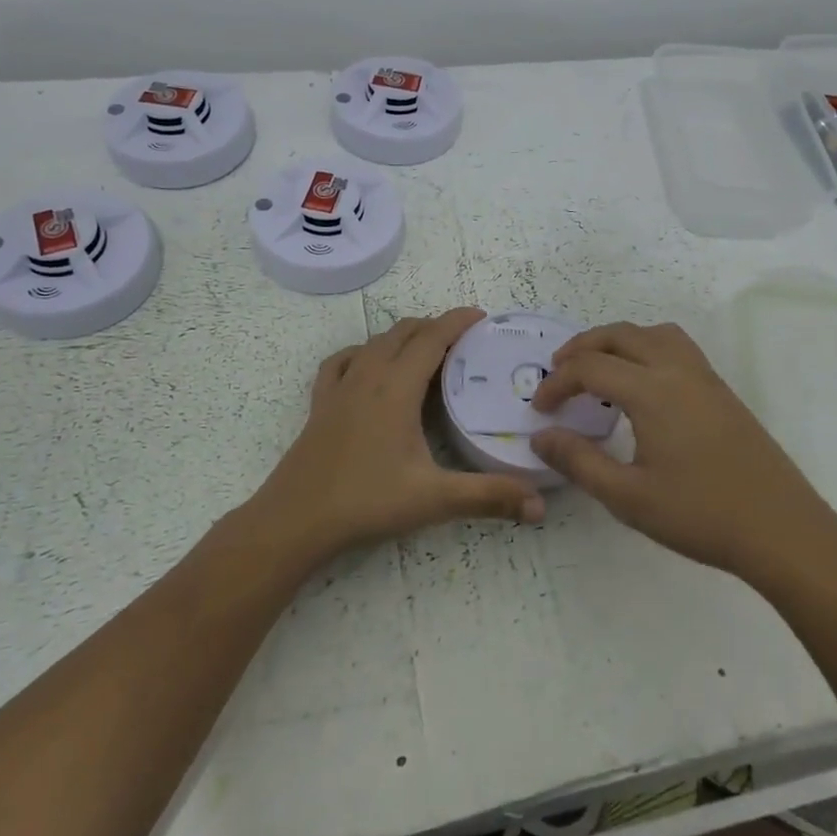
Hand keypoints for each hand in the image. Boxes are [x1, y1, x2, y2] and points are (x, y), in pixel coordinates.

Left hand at [253, 308, 545, 561]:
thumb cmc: (366, 501)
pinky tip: (368, 367)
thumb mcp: (434, 499)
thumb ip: (489, 497)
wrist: (295, 519)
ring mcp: (339, 387)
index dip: (458, 321)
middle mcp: (367, 376)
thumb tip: (540, 507)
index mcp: (396, 387)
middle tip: (464, 341)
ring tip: (425, 351)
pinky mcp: (320, 403)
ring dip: (402, 337)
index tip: (482, 316)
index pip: (432, 337)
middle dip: (435, 327)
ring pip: (374, 342)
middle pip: (404, 332)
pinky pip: (343, 361)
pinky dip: (363, 353)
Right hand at [530, 321, 836, 583]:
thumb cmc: (700, 515)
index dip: (557, 383)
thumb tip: (541, 436)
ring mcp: (705, 377)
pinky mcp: (722, 391)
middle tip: (558, 373)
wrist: (782, 530)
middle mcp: (677, 370)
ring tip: (599, 369)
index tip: (540, 410)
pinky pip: (676, 347)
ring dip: (618, 341)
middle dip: (582, 347)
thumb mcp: (627, 497)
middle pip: (620, 334)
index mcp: (652, 391)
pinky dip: (646, 348)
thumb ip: (579, 461)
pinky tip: (643, 386)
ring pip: (653, 333)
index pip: (590, 367)